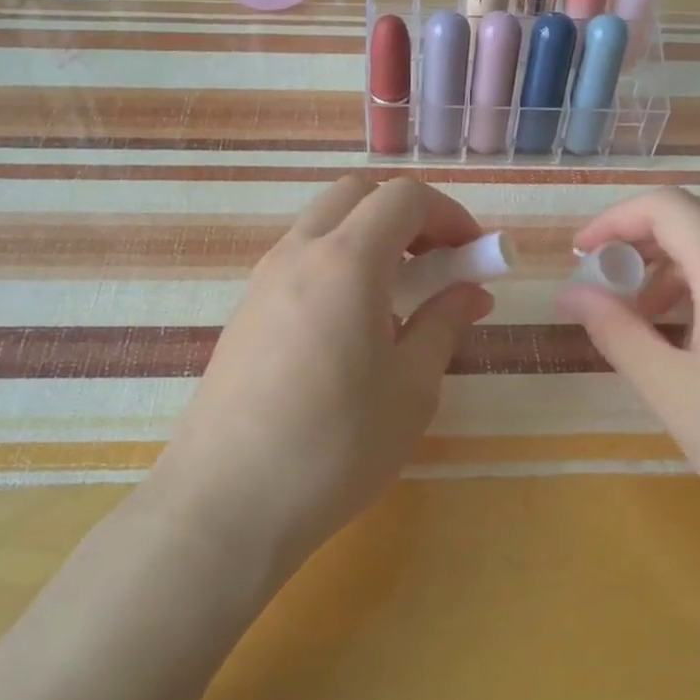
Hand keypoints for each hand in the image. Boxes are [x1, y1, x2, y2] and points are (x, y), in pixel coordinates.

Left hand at [162, 175, 493, 574]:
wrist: (227, 504)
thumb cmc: (336, 446)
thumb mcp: (412, 389)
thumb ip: (444, 325)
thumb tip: (470, 292)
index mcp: (346, 261)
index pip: (404, 197)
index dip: (449, 215)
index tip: (472, 257)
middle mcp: (297, 254)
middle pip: (356, 195)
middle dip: (406, 216)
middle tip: (436, 266)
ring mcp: (261, 281)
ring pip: (323, 225)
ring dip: (369, 241)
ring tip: (397, 304)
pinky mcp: (243, 313)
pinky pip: (299, 262)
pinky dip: (337, 267)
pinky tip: (350, 331)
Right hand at [556, 188, 699, 538]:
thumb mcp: (672, 390)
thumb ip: (616, 331)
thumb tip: (570, 293)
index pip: (667, 206)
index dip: (614, 219)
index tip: (580, 254)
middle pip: (696, 218)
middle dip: (639, 241)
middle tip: (604, 285)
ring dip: (671, 266)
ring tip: (641, 318)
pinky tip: (691, 336)